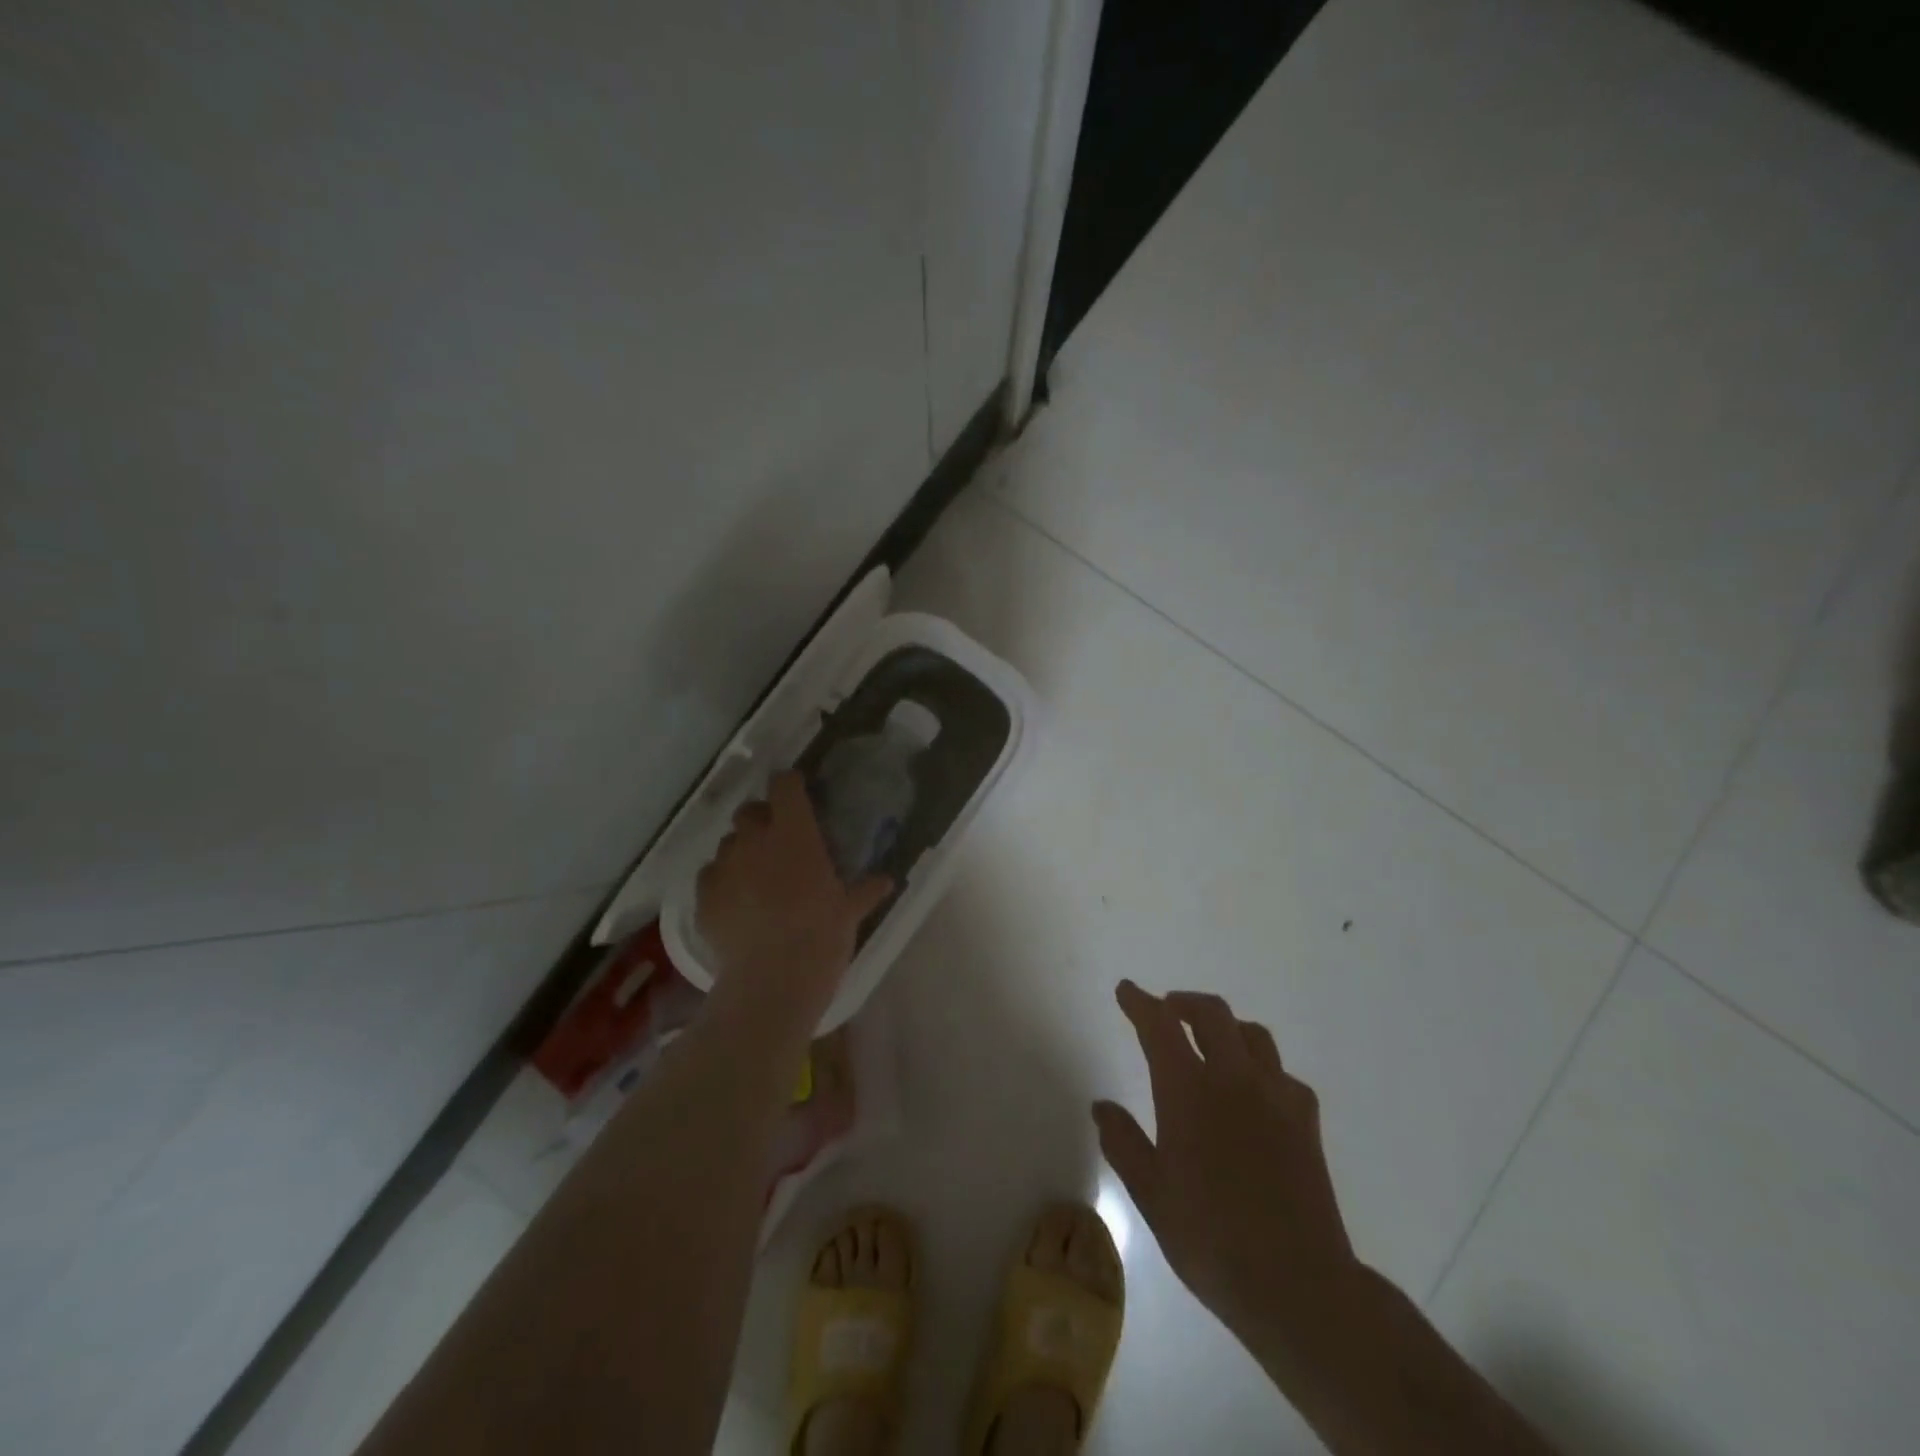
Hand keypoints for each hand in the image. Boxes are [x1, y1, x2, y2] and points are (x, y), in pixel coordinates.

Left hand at [694, 771, 891, 1003]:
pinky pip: (709, 877)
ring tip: (755, 877)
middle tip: (777, 841)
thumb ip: (865, 890)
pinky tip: (735, 904)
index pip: (784, 786)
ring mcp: (724, 867)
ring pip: (727, 844)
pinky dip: (722, 883)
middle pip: (748, 811)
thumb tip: (887, 880)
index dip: (789, 785)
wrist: (772, 981)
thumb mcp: (850, 912)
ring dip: (741, 852)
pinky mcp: (702, 898)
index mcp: (794, 833)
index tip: (797, 793)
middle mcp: (754, 840)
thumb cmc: (821, 936)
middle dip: (761, 819)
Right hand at [1094, 981, 1357, 1352]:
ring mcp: (1276, 1095)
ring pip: (1251, 1034)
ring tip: (1211, 1045)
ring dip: (1225, 1027)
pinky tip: (1254, 1093)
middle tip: (1166, 1011)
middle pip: (1212, 1014)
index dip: (1140, 1002)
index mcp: (1189, 1090)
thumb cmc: (1211, 1239)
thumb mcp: (1151, 1194)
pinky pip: (1280, 1072)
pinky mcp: (1306, 1119)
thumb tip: (1101, 1106)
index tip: (1127, 990)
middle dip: (1183, 1004)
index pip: (1159, 1026)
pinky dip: (1260, 1067)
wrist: (1298, 1285)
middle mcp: (1234, 1078)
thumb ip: (1123, 1142)